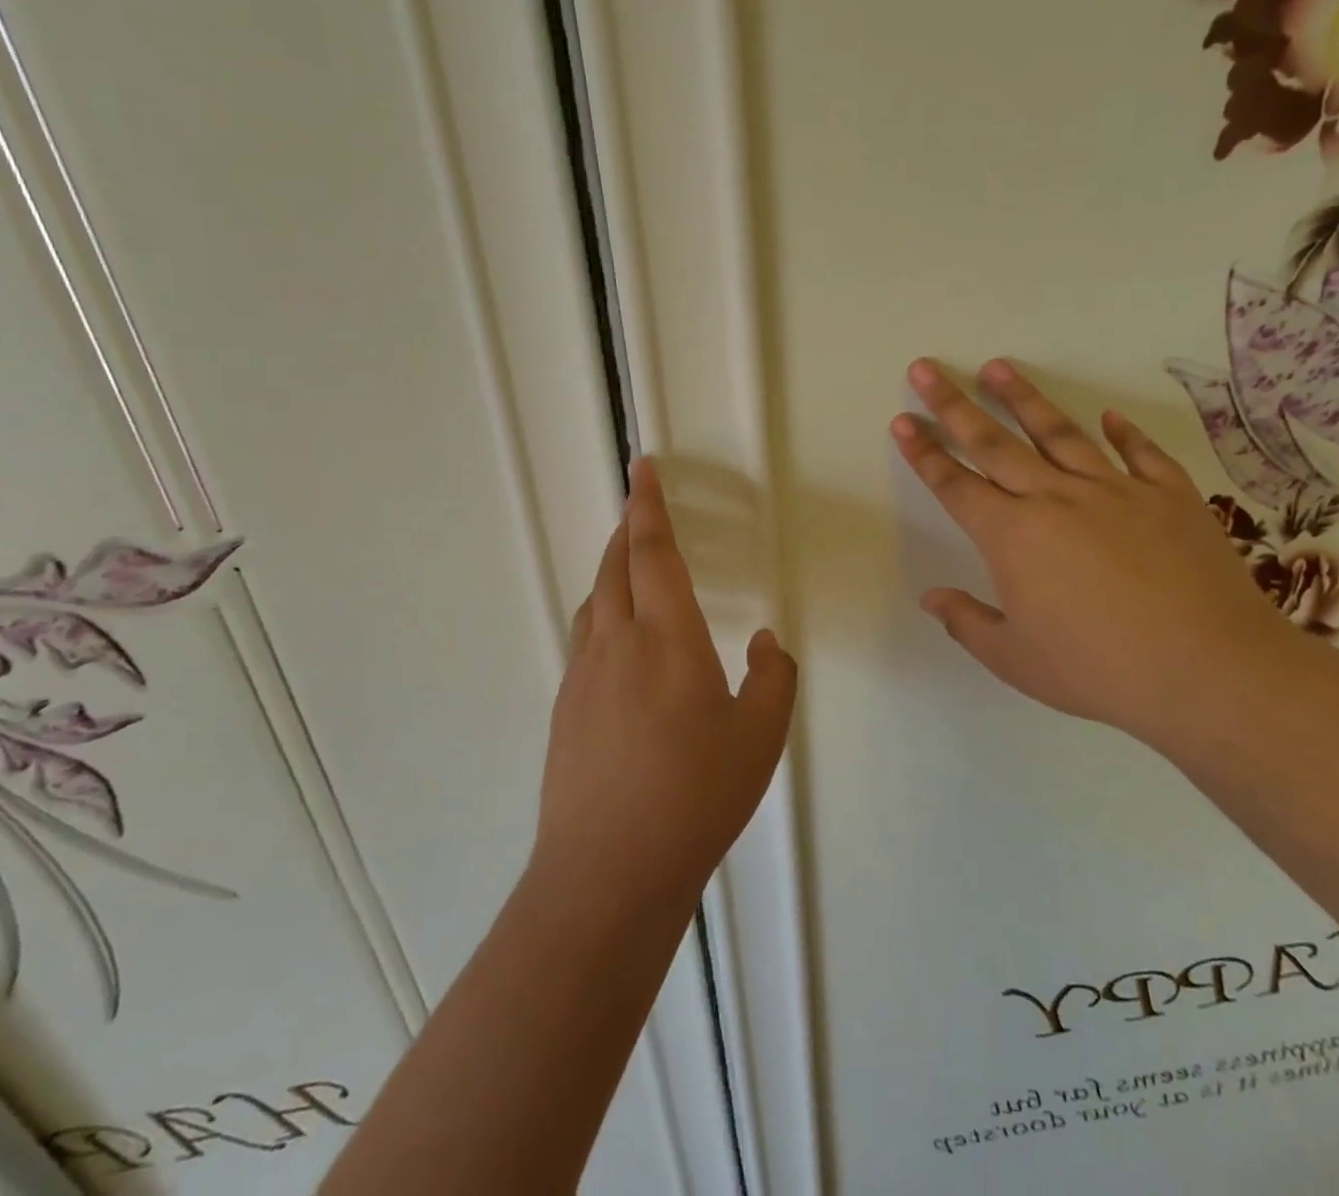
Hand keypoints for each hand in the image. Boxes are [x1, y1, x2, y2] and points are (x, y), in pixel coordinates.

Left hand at [533, 458, 797, 912]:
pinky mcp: (565, 708)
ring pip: (595, 601)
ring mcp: (583, 676)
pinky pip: (585, 638)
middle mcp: (617, 643)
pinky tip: (618, 642)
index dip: (649, 505)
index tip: (642, 467)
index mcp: (667, 638)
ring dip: (612, 570)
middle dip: (629, 530)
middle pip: (616, 567)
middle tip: (640, 510)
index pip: (655, 552)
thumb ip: (773, 678)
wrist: (608, 870)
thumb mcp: (760, 738)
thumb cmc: (695, 796)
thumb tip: (766, 641)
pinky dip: (602, 614)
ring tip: (632, 567)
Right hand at [892, 358, 1310, 737]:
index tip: (903, 420)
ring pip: (1058, 433)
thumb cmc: (1099, 670)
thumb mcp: (1016, 659)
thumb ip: (967, 622)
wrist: (1211, 671)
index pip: (955, 485)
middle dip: (953, 404)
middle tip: (927, 368)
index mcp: (1012, 537)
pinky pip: (1139, 454)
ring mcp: (1115, 490)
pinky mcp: (1170, 496)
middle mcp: (1055, 499)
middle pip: (993, 443)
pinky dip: (1123, 433)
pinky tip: (1109, 416)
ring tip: (996, 367)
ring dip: (1023, 398)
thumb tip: (931, 597)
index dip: (924, 452)